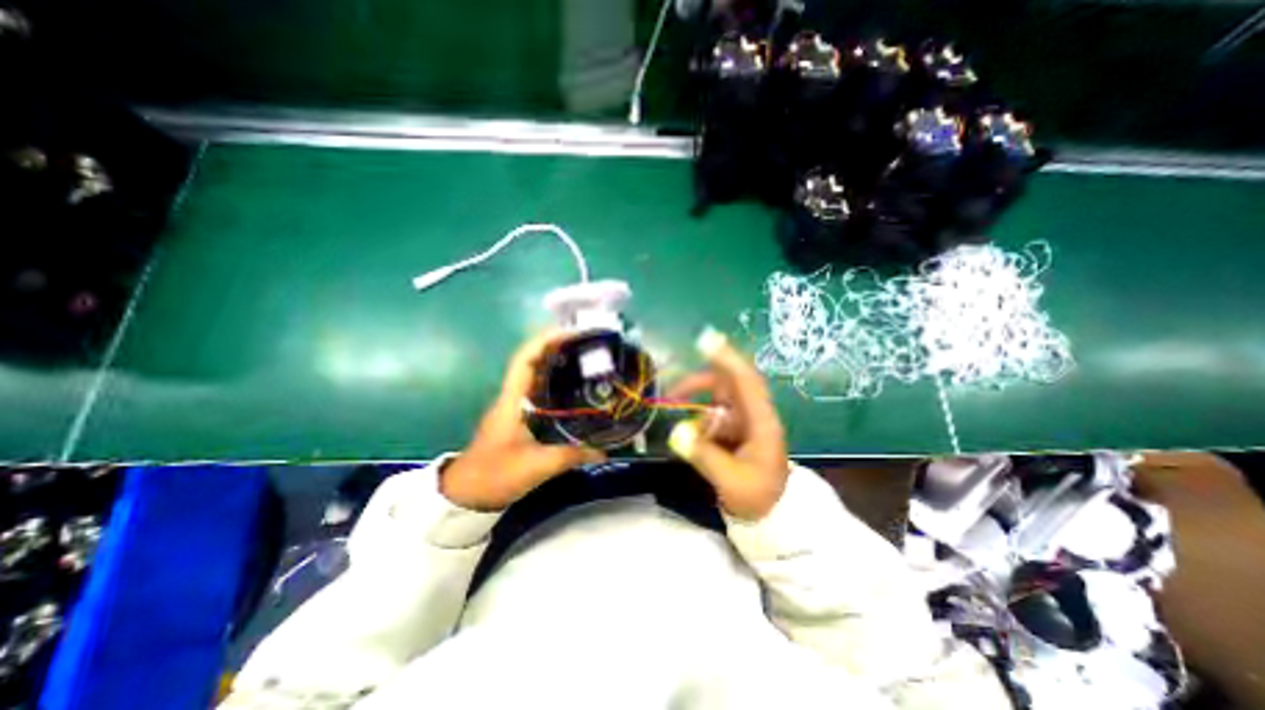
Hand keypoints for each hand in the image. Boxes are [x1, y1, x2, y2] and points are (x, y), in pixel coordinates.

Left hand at [440, 331, 604, 508]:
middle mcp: (513, 397)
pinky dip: (557, 383)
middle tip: (587, 343)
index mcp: (511, 401)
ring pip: (537, 376)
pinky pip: (540, 392)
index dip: (544, 341)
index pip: (524, 360)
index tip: (570, 333)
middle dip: (557, 347)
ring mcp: (515, 406)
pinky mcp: (520, 417)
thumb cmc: (495, 475)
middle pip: (532, 361)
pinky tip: (576, 388)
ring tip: (586, 359)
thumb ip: (571, 456)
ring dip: (557, 363)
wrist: (466, 494)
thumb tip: (603, 450)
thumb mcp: (536, 467)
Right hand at [665, 327, 786, 521]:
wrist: (773, 514)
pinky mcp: (734, 429)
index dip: (727, 359)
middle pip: (727, 384)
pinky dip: (697, 421)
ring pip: (716, 399)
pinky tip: (692, 438)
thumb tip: (676, 435)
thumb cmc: (759, 497)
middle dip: (698, 384)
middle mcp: (753, 414)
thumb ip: (704, 456)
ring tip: (677, 418)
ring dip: (695, 404)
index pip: (746, 381)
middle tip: (672, 392)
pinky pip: (711, 415)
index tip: (705, 341)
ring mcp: (743, 421)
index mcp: (761, 422)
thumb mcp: (732, 481)